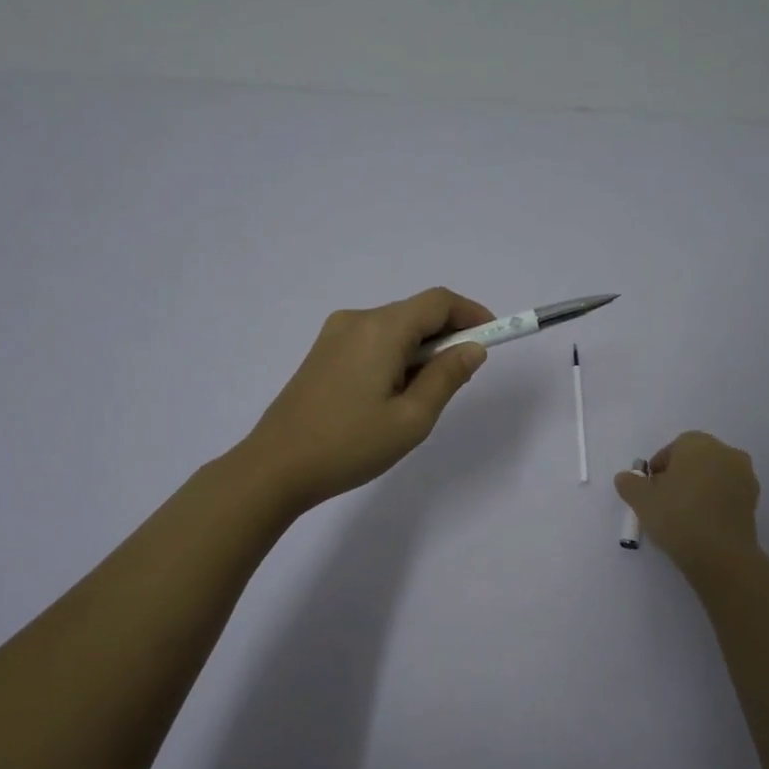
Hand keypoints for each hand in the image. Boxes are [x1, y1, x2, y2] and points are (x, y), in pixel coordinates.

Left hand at [237, 288, 494, 511]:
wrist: (275, 467)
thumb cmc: (349, 445)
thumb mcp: (411, 419)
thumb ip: (447, 377)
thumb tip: (472, 348)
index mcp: (380, 329)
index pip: (438, 301)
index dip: (471, 313)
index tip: (494, 337)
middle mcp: (357, 320)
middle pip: (415, 312)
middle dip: (447, 336)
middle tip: (463, 377)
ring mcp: (334, 335)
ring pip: (394, 328)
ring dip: (421, 349)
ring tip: (424, 397)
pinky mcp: (322, 353)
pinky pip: (373, 341)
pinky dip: (396, 356)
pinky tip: (393, 395)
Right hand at [614, 431, 761, 569]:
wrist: (719, 554)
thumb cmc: (676, 516)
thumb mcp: (641, 499)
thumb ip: (629, 483)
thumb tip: (626, 477)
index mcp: (698, 443)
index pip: (673, 448)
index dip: (659, 467)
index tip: (650, 489)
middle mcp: (726, 452)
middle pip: (696, 459)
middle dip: (680, 475)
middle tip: (664, 500)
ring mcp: (744, 476)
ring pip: (714, 476)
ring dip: (699, 488)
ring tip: (683, 515)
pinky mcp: (753, 500)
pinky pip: (727, 494)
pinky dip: (715, 502)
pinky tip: (702, 523)